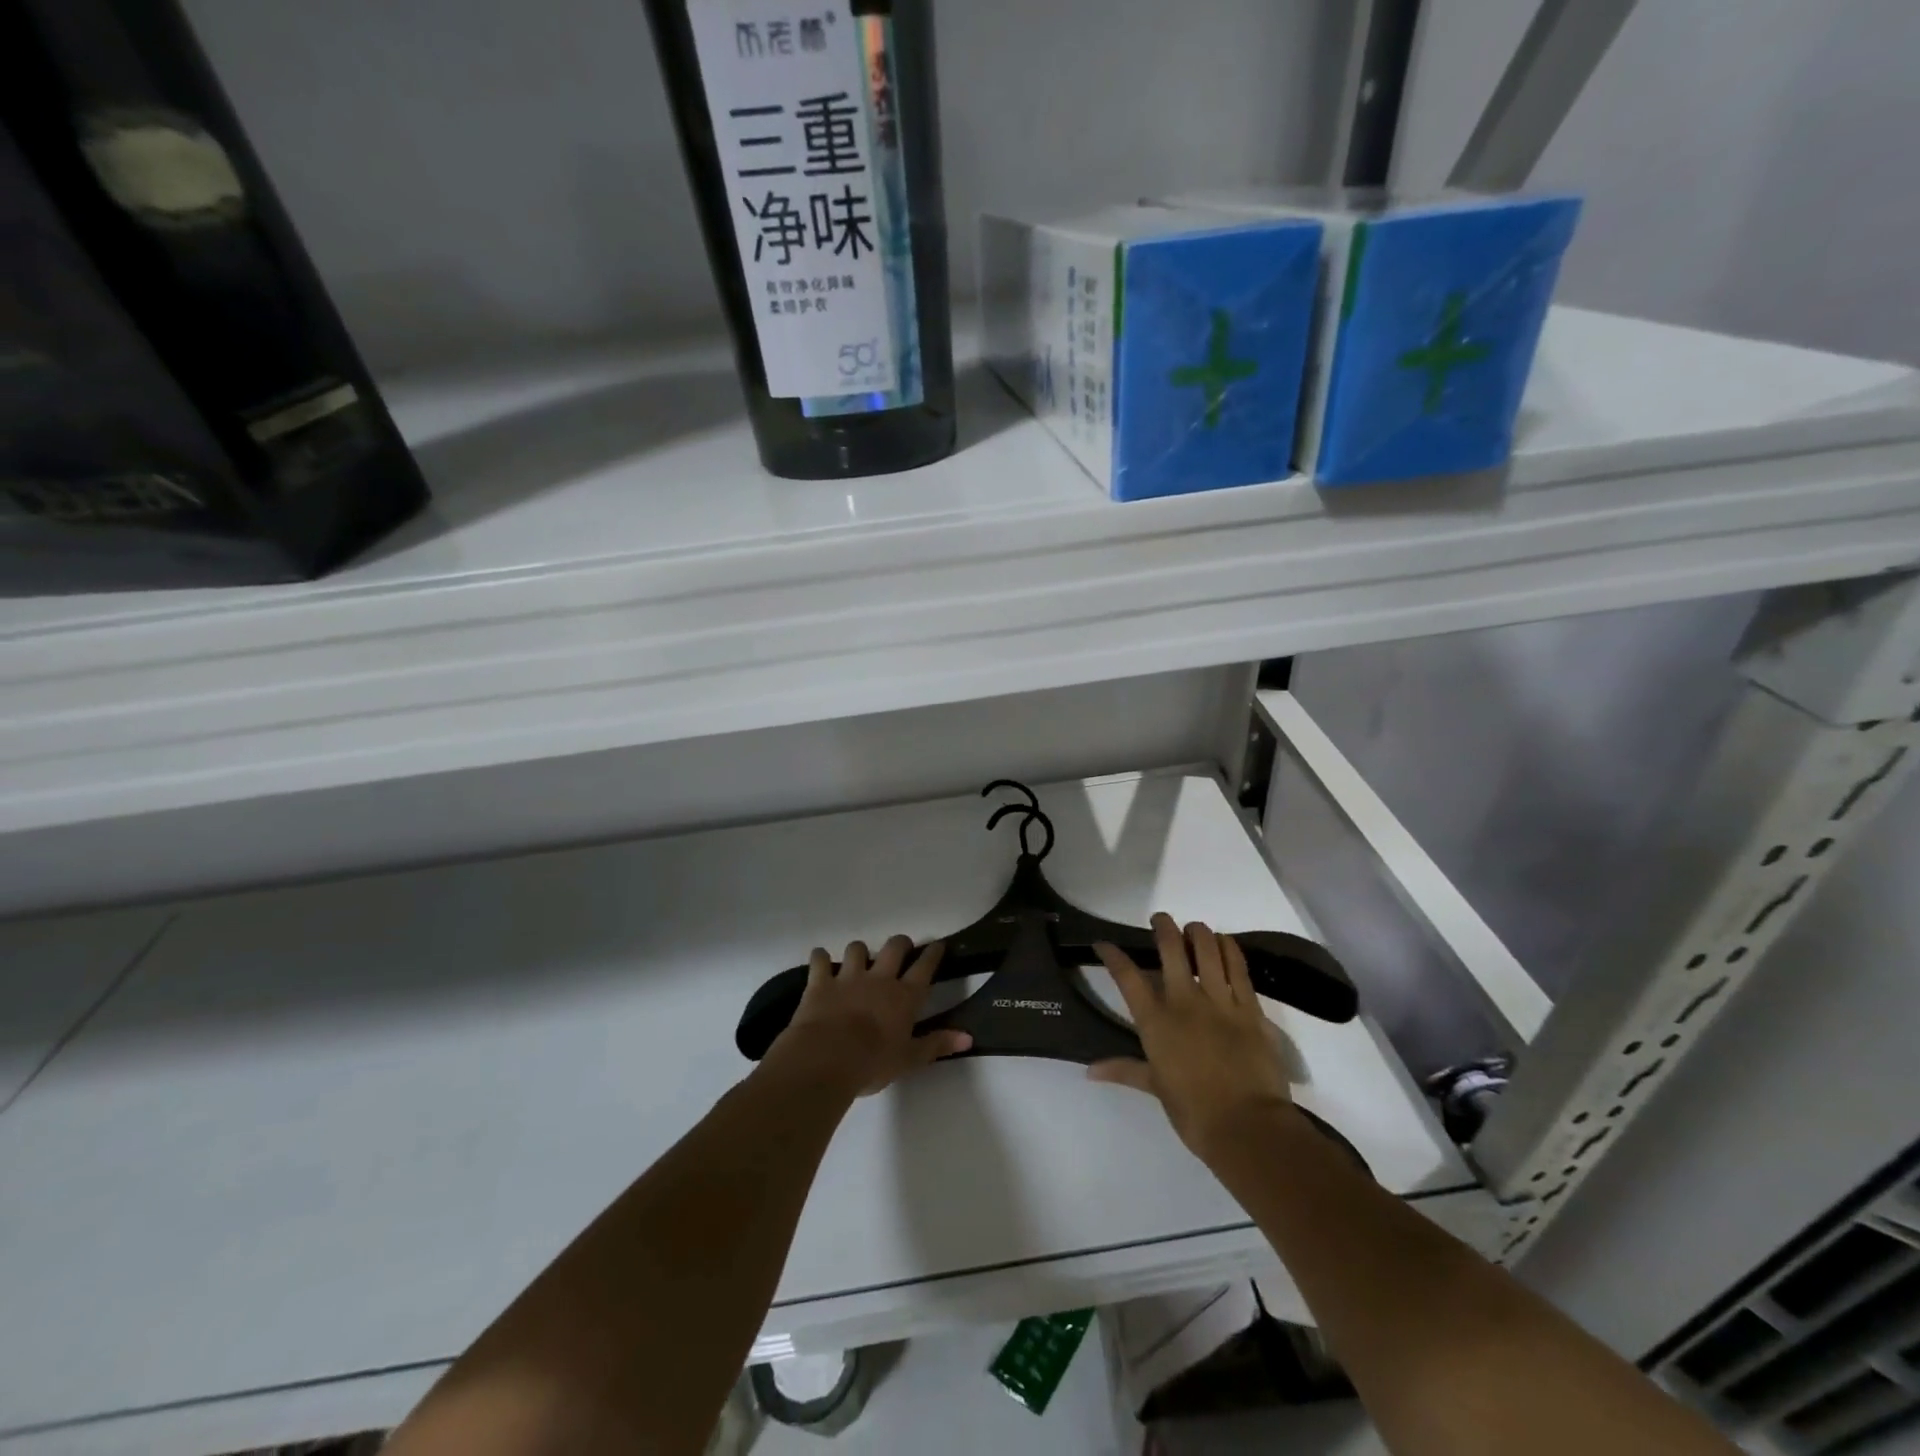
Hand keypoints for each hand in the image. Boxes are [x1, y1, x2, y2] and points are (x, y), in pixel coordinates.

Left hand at [765, 936, 970, 1097]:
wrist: (827, 1058)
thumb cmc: (873, 1063)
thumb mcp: (910, 1060)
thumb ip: (938, 1045)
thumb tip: (968, 1037)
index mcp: (904, 996)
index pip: (924, 967)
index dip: (932, 954)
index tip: (937, 944)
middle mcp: (879, 979)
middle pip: (894, 948)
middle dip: (900, 943)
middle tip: (901, 948)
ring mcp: (848, 977)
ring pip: (857, 949)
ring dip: (859, 951)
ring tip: (859, 958)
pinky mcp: (821, 982)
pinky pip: (820, 960)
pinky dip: (820, 958)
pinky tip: (820, 959)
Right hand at [1090, 914, 1295, 1162]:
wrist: (1248, 1126)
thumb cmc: (1194, 1112)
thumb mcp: (1155, 1088)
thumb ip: (1125, 1070)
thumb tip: (1090, 1071)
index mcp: (1155, 1021)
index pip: (1127, 977)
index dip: (1113, 955)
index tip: (1104, 943)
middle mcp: (1184, 1001)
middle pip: (1170, 949)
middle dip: (1163, 927)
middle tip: (1160, 920)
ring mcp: (1219, 1000)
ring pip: (1207, 949)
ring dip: (1198, 932)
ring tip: (1194, 929)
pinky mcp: (1249, 1007)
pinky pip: (1239, 967)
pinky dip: (1230, 949)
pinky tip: (1225, 942)